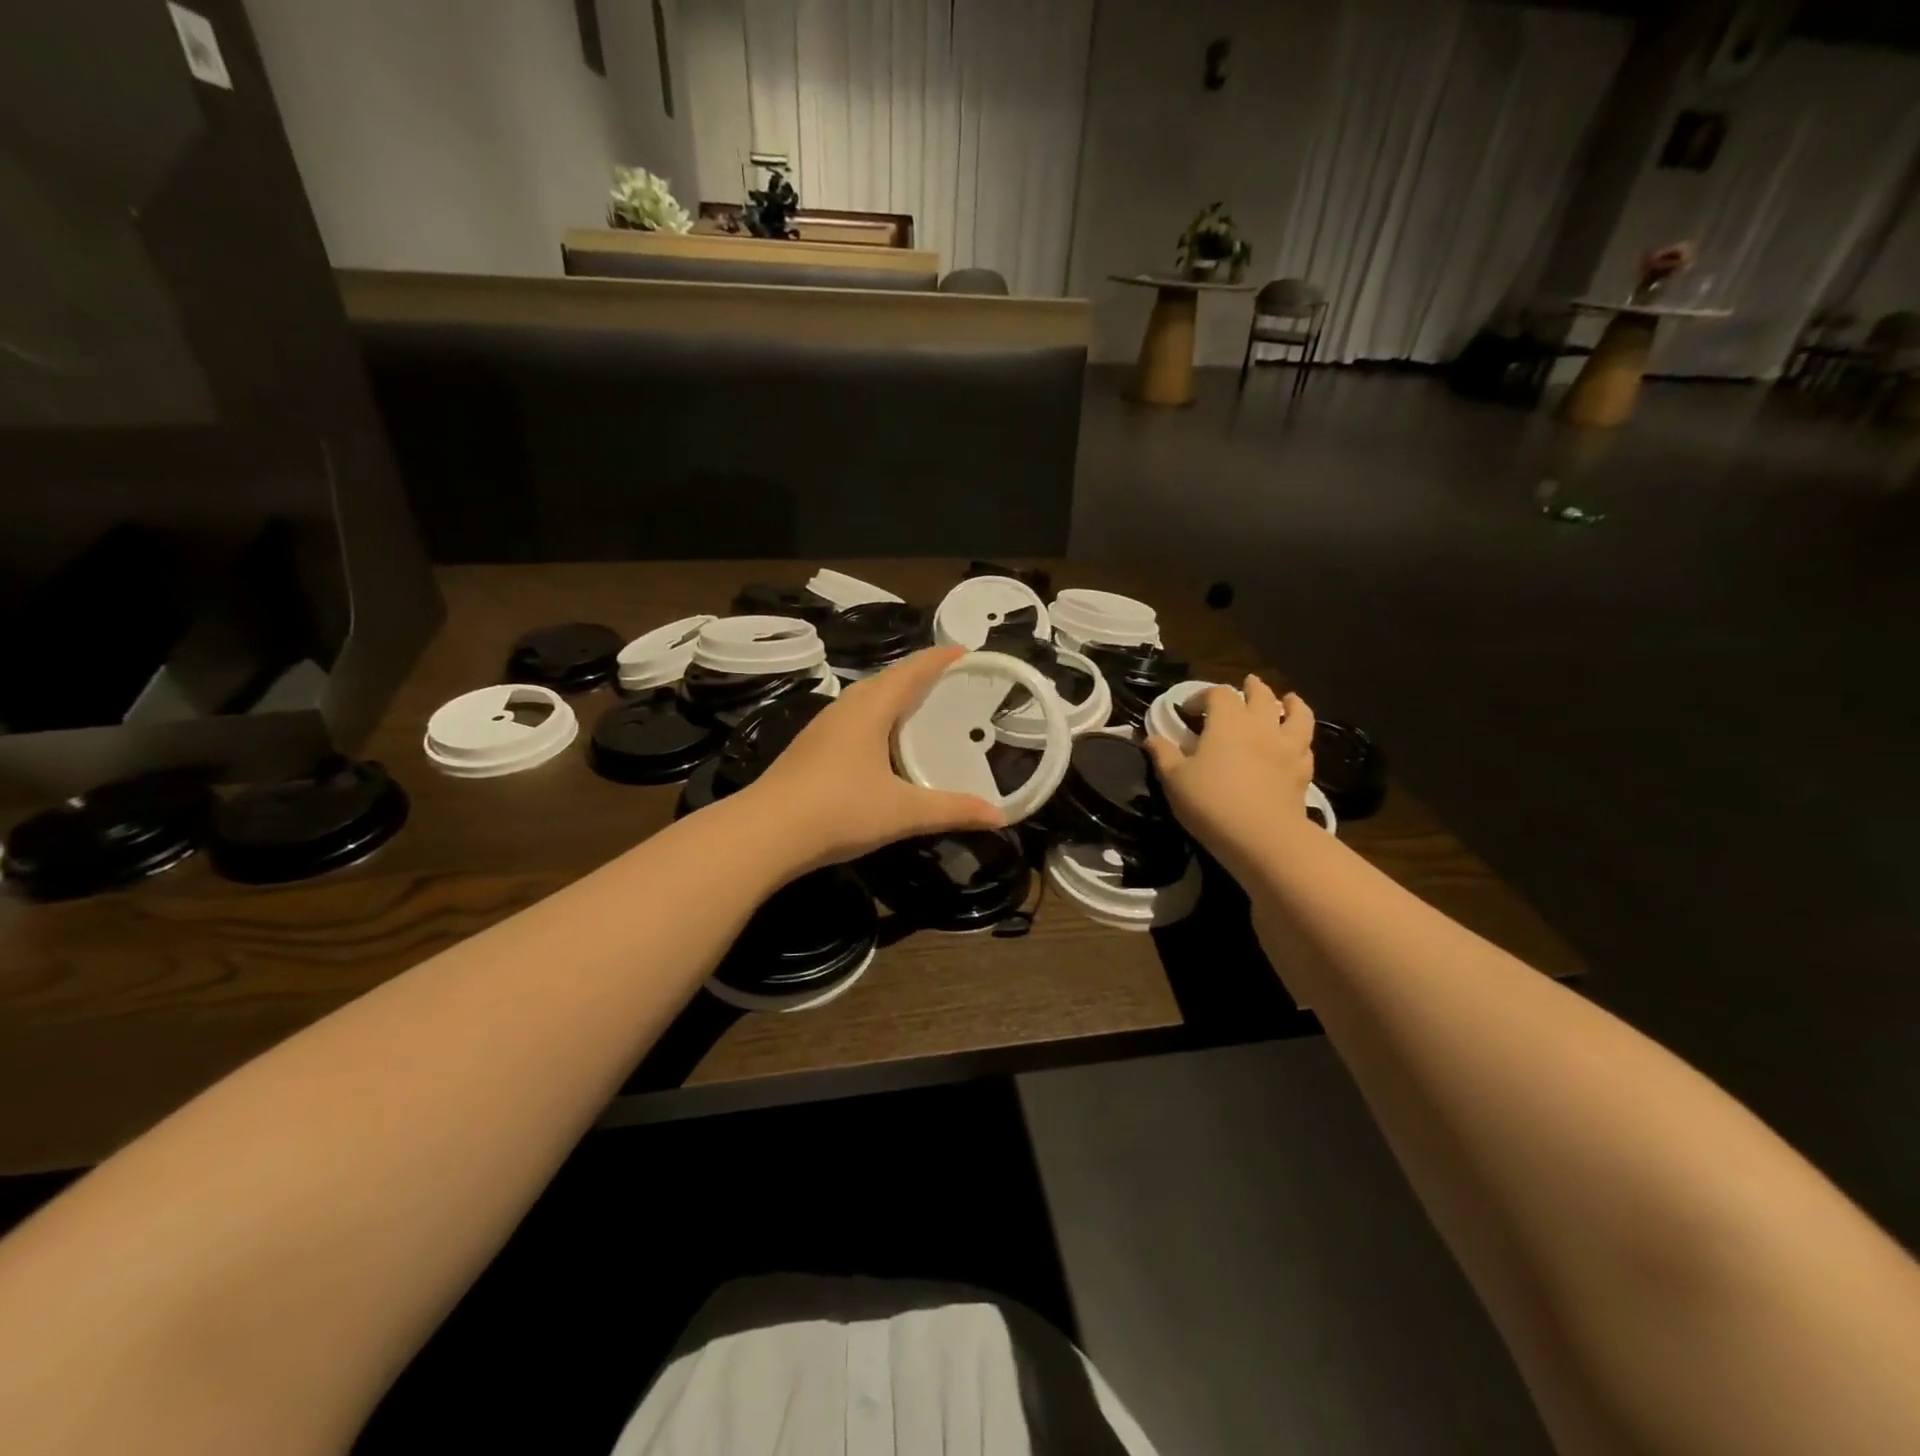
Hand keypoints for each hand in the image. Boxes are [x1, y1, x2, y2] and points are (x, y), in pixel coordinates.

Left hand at [742, 647, 1005, 873]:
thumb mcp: (903, 812)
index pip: (911, 670)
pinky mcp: (811, 748)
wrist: (765, 833)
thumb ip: (952, 810)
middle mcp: (846, 708)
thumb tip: (999, 817)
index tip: (967, 651)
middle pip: (888, 679)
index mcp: (870, 708)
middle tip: (954, 682)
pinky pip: (854, 719)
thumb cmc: (839, 810)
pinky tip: (885, 744)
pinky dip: (879, 719)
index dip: (940, 658)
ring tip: (924, 708)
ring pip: (867, 699)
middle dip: (921, 675)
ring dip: (896, 697)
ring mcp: (824, 727)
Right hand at [1145, 676, 1314, 866]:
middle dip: (1251, 688)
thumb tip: (1151, 738)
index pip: (1216, 693)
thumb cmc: (1210, 802)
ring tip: (1289, 700)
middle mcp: (1261, 725)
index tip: (1187, 711)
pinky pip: (1305, 747)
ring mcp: (1287, 747)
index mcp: (1228, 721)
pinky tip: (1296, 744)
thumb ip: (1163, 754)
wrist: (1261, 837)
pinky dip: (1300, 740)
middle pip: (1261, 695)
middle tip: (1247, 685)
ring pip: (1297, 715)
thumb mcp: (1174, 778)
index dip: (1201, 696)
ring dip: (1292, 704)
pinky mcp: (1303, 772)